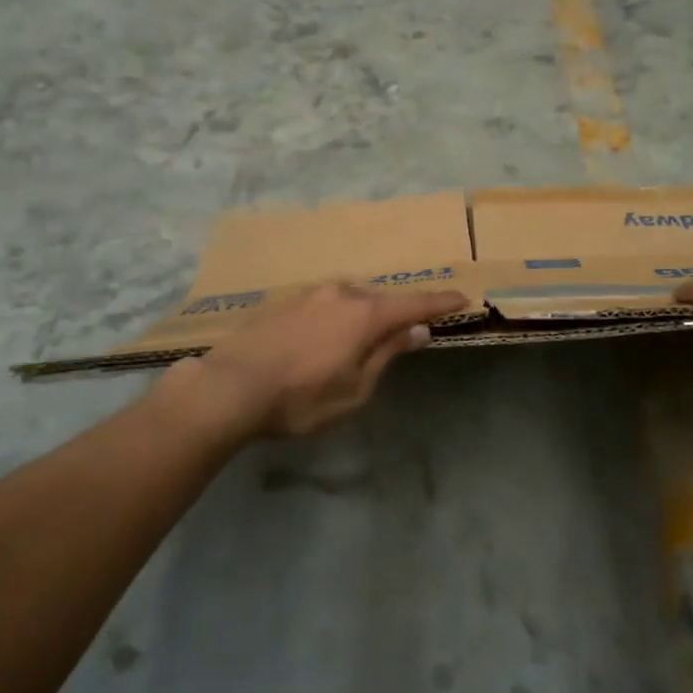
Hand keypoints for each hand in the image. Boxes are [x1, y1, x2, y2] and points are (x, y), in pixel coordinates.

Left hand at [184, 283, 467, 439]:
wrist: (230, 387)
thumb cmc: (301, 398)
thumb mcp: (355, 389)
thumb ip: (388, 354)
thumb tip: (417, 330)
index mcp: (365, 314)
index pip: (414, 304)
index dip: (440, 302)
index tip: (463, 297)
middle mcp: (341, 293)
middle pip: (381, 300)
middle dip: (397, 315)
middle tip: (406, 334)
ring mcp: (310, 294)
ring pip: (351, 300)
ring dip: (363, 316)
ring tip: (359, 343)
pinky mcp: (285, 301)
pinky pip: (325, 304)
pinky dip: (337, 317)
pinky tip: (324, 340)